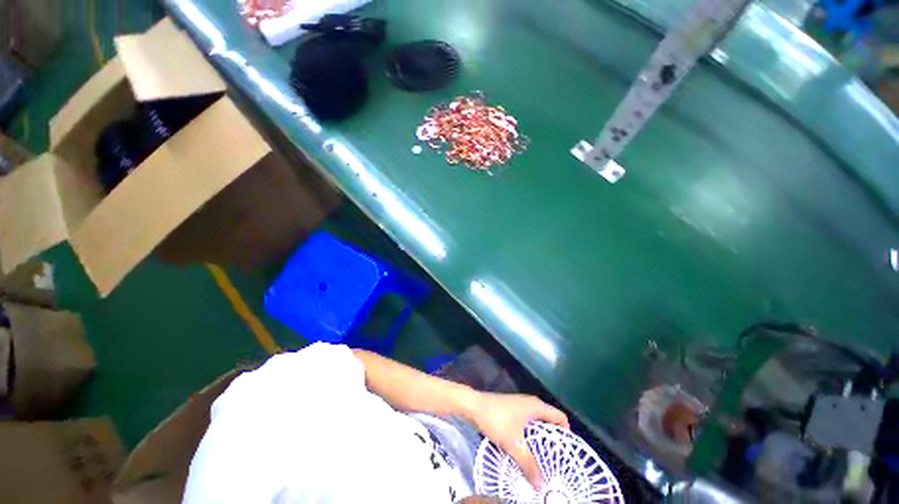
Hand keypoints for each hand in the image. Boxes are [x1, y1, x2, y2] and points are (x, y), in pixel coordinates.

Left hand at [469, 392, 568, 489]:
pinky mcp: (511, 411)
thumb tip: (542, 486)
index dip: (567, 434)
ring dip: (540, 441)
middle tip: (556, 462)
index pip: (560, 418)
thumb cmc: (496, 420)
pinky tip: (526, 451)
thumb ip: (529, 465)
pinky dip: (529, 437)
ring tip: (543, 461)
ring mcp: (520, 406)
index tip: (569, 454)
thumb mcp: (514, 444)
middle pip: (549, 422)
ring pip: (536, 425)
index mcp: (536, 406)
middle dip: (553, 442)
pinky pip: (526, 425)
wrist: (473, 406)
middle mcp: (531, 404)